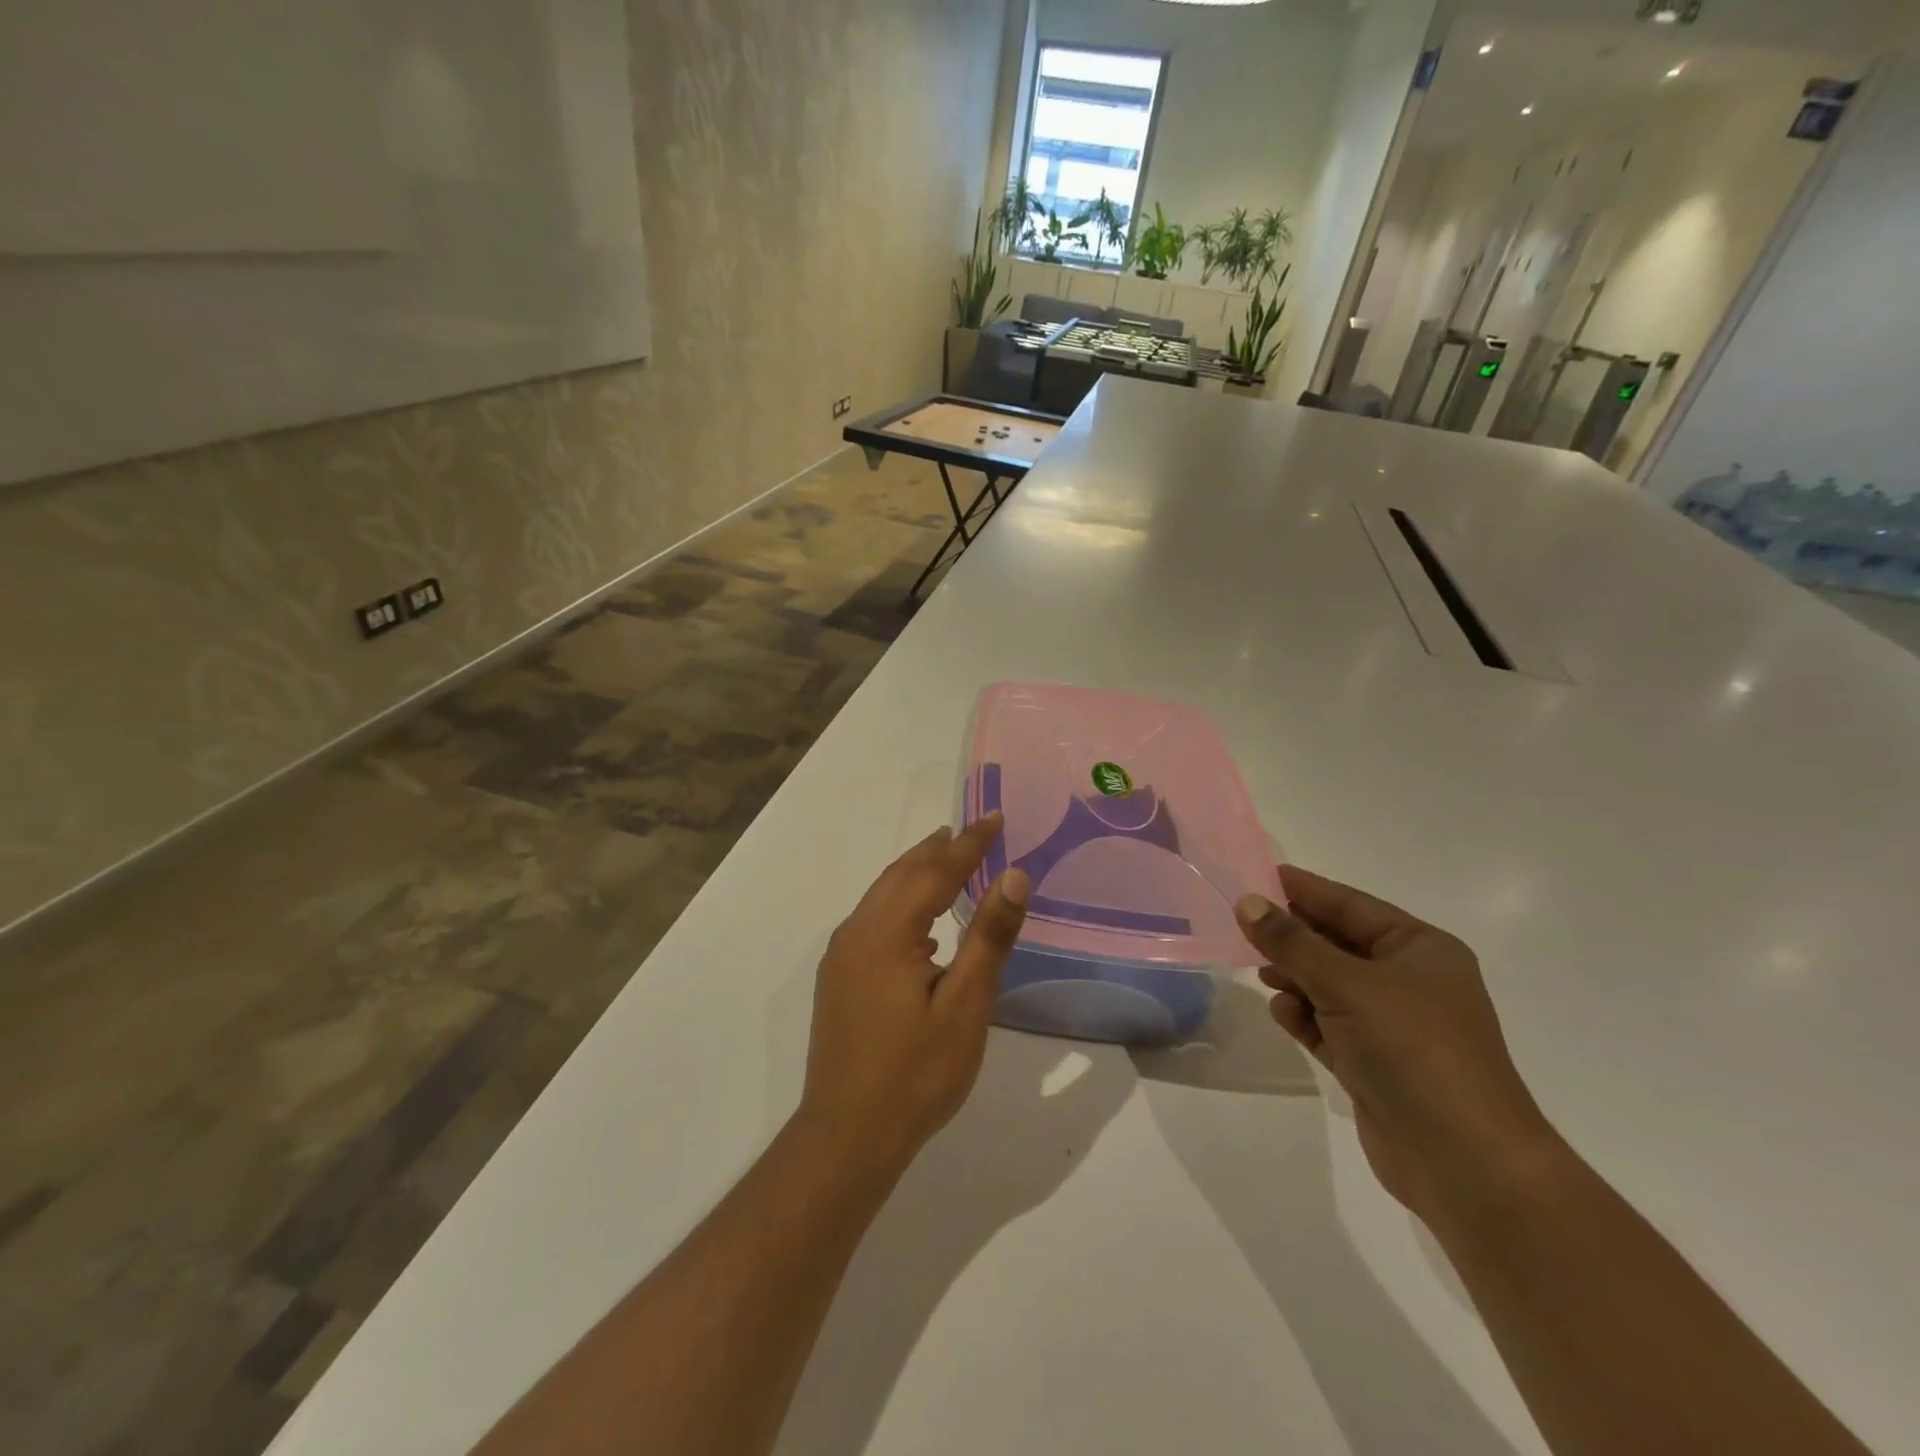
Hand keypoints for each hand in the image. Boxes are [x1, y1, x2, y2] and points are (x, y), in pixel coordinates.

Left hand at [798, 815, 1030, 1175]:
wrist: (846, 1136)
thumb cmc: (915, 1073)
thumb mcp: (965, 1005)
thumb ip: (989, 936)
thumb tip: (1014, 875)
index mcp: (887, 931)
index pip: (935, 871)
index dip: (969, 844)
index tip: (995, 818)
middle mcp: (857, 932)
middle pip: (901, 874)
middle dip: (939, 849)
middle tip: (972, 830)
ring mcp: (842, 955)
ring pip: (883, 895)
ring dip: (917, 872)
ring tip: (947, 858)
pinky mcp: (838, 978)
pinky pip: (873, 918)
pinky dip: (902, 901)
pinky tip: (921, 922)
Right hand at [1236, 867, 1559, 1227]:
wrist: (1464, 1160)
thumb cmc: (1412, 1049)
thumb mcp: (1346, 983)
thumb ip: (1291, 942)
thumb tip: (1247, 903)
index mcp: (1421, 950)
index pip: (1351, 905)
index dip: (1304, 889)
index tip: (1257, 875)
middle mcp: (1410, 982)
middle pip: (1337, 944)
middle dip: (1293, 938)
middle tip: (1242, 926)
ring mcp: (1394, 1026)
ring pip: (1330, 986)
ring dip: (1295, 979)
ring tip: (1261, 975)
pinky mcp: (1376, 1064)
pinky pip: (1329, 1026)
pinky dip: (1304, 1017)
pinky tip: (1282, 1014)